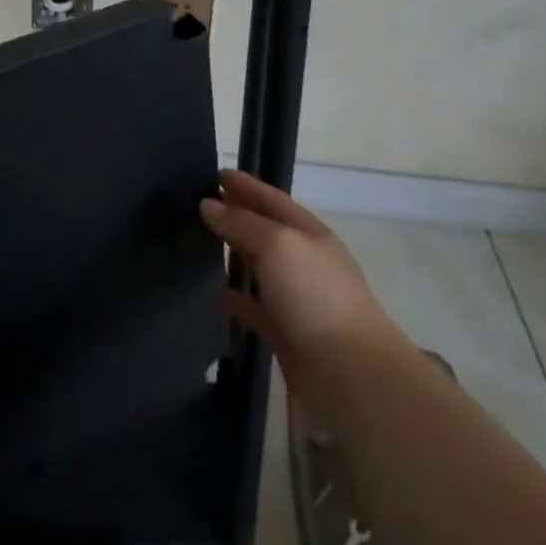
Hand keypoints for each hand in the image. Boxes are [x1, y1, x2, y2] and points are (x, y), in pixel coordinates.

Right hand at [202, 171, 402, 405]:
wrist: (349, 370)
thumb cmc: (314, 294)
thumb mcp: (277, 244)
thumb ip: (241, 222)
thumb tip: (208, 205)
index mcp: (308, 232)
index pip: (271, 199)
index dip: (246, 185)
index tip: (215, 173)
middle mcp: (302, 259)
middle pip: (263, 230)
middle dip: (235, 215)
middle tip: (197, 205)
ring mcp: (294, 296)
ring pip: (257, 267)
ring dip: (231, 255)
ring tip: (197, 244)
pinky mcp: (283, 330)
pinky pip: (252, 307)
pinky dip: (232, 298)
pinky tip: (210, 293)